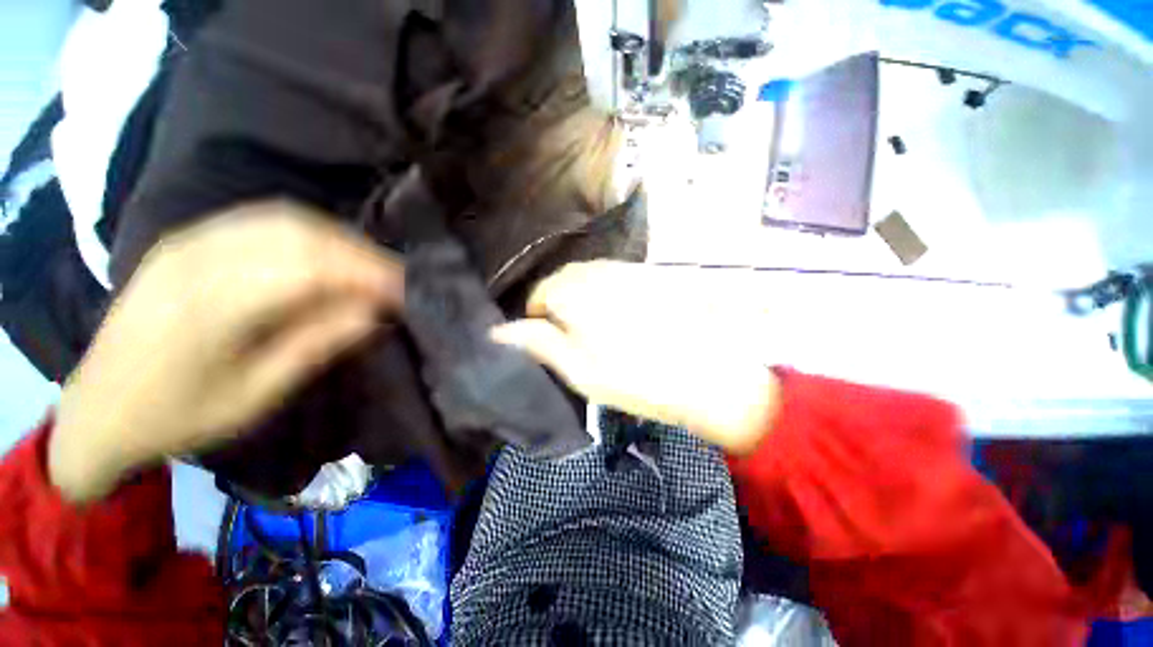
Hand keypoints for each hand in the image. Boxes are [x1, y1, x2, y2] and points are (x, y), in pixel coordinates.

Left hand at [50, 202, 403, 502]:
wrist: (99, 407)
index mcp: (209, 307)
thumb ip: (315, 345)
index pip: (310, 268)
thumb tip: (374, 312)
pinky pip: (262, 219)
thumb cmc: (178, 415)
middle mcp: (197, 259)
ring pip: (285, 219)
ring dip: (339, 240)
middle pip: (301, 234)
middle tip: (397, 280)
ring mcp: (189, 241)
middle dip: (361, 254)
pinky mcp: (188, 238)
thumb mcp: (254, 395)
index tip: (407, 292)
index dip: (367, 274)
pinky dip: (309, 232)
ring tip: (370, 268)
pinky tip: (328, 254)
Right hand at [492, 261, 778, 452]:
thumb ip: (537, 343)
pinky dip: (613, 297)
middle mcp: (598, 268)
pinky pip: (618, 280)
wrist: (709, 374)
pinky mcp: (652, 274)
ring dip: (588, 302)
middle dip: (563, 309)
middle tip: (581, 343)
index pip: (538, 296)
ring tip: (607, 334)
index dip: (539, 322)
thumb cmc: (635, 378)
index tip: (554, 346)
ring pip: (591, 280)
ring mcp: (628, 268)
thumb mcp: (577, 369)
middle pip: (564, 283)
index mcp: (573, 290)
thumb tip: (498, 331)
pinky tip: (631, 322)